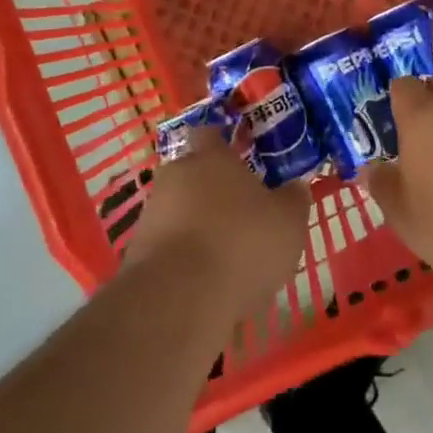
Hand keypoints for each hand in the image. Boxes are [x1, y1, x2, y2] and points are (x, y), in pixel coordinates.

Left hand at [123, 129, 311, 314]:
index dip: (225, 144)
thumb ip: (294, 199)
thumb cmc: (242, 244)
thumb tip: (295, 187)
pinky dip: (183, 259)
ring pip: (178, 210)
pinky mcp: (136, 254)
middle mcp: (176, 176)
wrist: (178, 299)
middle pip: (192, 173)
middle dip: (211, 189)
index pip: (211, 133)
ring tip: (225, 256)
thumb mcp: (288, 221)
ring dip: (196, 226)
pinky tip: (204, 283)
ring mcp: (151, 214)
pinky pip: (167, 247)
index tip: (241, 156)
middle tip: (239, 212)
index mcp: (211, 157)